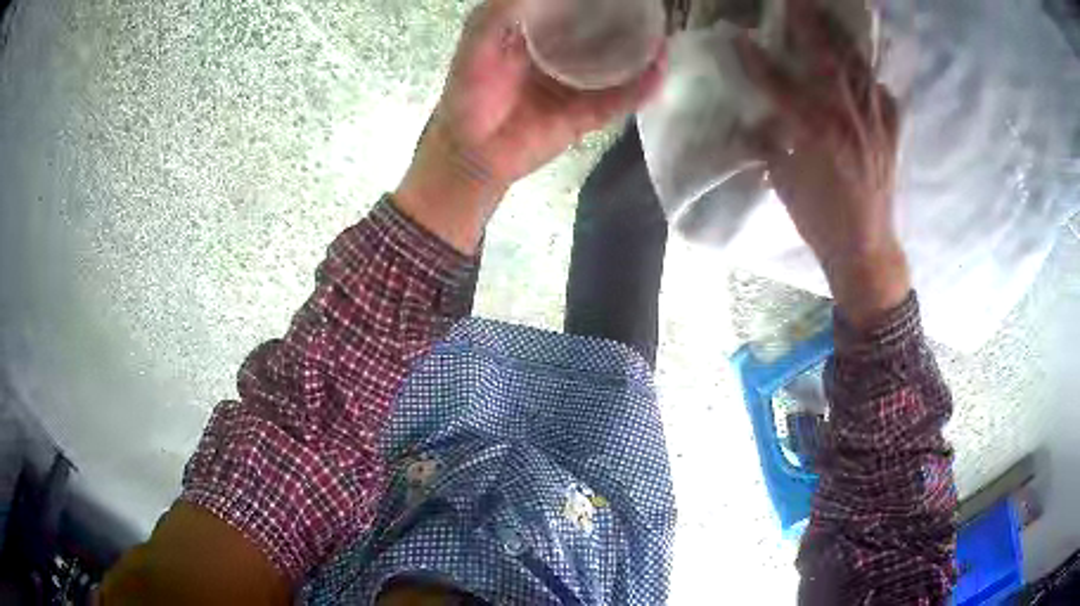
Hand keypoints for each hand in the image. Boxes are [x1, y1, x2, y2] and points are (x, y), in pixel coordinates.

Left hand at [395, 0, 666, 253]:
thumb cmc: (468, 94)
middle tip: (650, 12)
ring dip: (641, 55)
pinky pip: (619, 101)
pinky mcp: (586, 117)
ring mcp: (576, 88)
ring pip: (616, 68)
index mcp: (535, 38)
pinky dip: (640, 88)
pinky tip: (658, 71)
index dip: (592, 3)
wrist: (472, 153)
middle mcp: (560, 59)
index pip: (569, 12)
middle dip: (625, 25)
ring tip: (663, 38)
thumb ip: (501, 11)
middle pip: (600, 37)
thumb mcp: (478, 40)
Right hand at [736, 0, 908, 327]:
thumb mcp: (786, 184)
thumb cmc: (822, 222)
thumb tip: (754, 122)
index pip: (780, 85)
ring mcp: (875, 127)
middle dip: (809, 26)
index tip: (740, 38)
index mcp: (816, 133)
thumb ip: (770, 145)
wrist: (866, 251)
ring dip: (843, 42)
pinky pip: (887, 102)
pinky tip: (869, 79)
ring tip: (832, 22)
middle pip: (827, 61)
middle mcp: (848, 121)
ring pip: (859, 72)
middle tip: (797, 1)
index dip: (757, 60)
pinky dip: (877, 86)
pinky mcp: (891, 138)